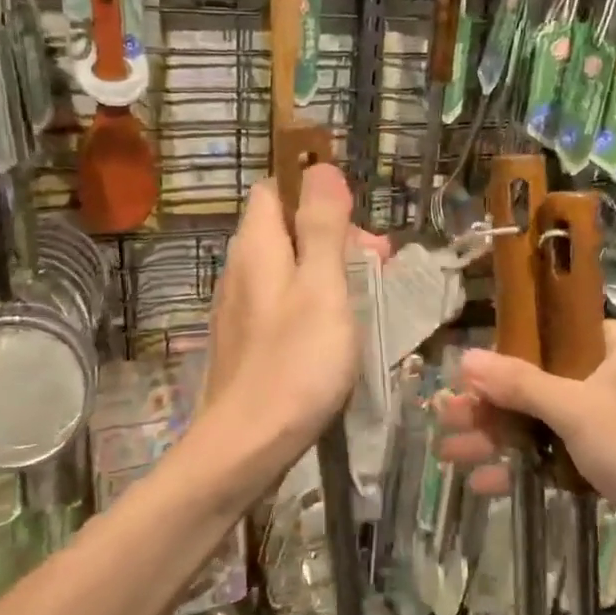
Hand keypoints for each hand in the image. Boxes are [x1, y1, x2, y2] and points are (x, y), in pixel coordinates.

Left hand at [203, 164, 387, 453]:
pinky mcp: (245, 342)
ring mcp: (239, 309)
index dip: (316, 194)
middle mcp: (240, 269)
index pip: (276, 189)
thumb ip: (323, 227)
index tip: (357, 223)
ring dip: (327, 273)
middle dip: (333, 237)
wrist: (246, 446)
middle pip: (285, 229)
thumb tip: (321, 167)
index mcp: (256, 246)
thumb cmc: (295, 363)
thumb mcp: (322, 288)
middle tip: (376, 266)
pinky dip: (311, 304)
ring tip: (365, 301)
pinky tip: (334, 333)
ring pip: (286, 269)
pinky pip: (281, 303)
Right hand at [436, 320, 615, 571]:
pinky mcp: (610, 458)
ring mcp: (610, 418)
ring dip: (500, 439)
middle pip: (535, 382)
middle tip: (445, 420)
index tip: (461, 378)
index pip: (544, 338)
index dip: (499, 358)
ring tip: (450, 455)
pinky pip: (557, 452)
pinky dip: (526, 465)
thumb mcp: (578, 409)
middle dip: (489, 407)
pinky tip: (486, 484)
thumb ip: (520, 384)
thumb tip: (464, 358)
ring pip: (542, 420)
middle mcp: (611, 373)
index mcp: (613, 343)